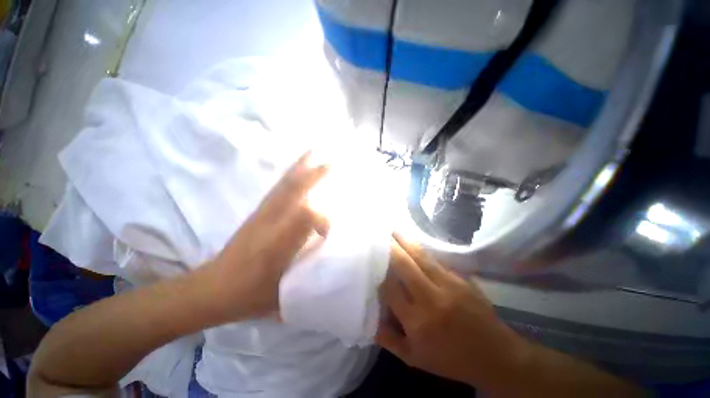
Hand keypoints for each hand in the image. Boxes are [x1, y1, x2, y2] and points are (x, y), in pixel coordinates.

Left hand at [201, 153, 329, 320]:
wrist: (210, 289)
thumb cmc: (247, 296)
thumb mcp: (281, 295)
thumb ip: (307, 276)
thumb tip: (327, 260)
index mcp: (277, 243)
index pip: (305, 217)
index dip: (322, 220)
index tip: (329, 233)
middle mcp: (269, 222)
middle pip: (293, 191)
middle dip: (313, 176)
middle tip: (330, 163)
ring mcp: (261, 214)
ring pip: (283, 186)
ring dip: (299, 169)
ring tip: (312, 154)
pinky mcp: (257, 213)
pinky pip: (276, 189)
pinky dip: (288, 177)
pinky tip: (295, 171)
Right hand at [377, 233, 529, 390]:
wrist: (497, 356)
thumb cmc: (451, 360)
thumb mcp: (414, 358)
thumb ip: (388, 339)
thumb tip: (368, 318)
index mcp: (416, 322)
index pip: (389, 287)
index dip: (378, 270)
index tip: (370, 258)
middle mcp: (431, 299)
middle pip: (404, 265)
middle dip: (390, 247)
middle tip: (379, 234)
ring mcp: (449, 286)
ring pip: (421, 257)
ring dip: (405, 241)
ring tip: (393, 229)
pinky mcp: (461, 279)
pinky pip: (435, 260)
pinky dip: (421, 249)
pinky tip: (413, 242)